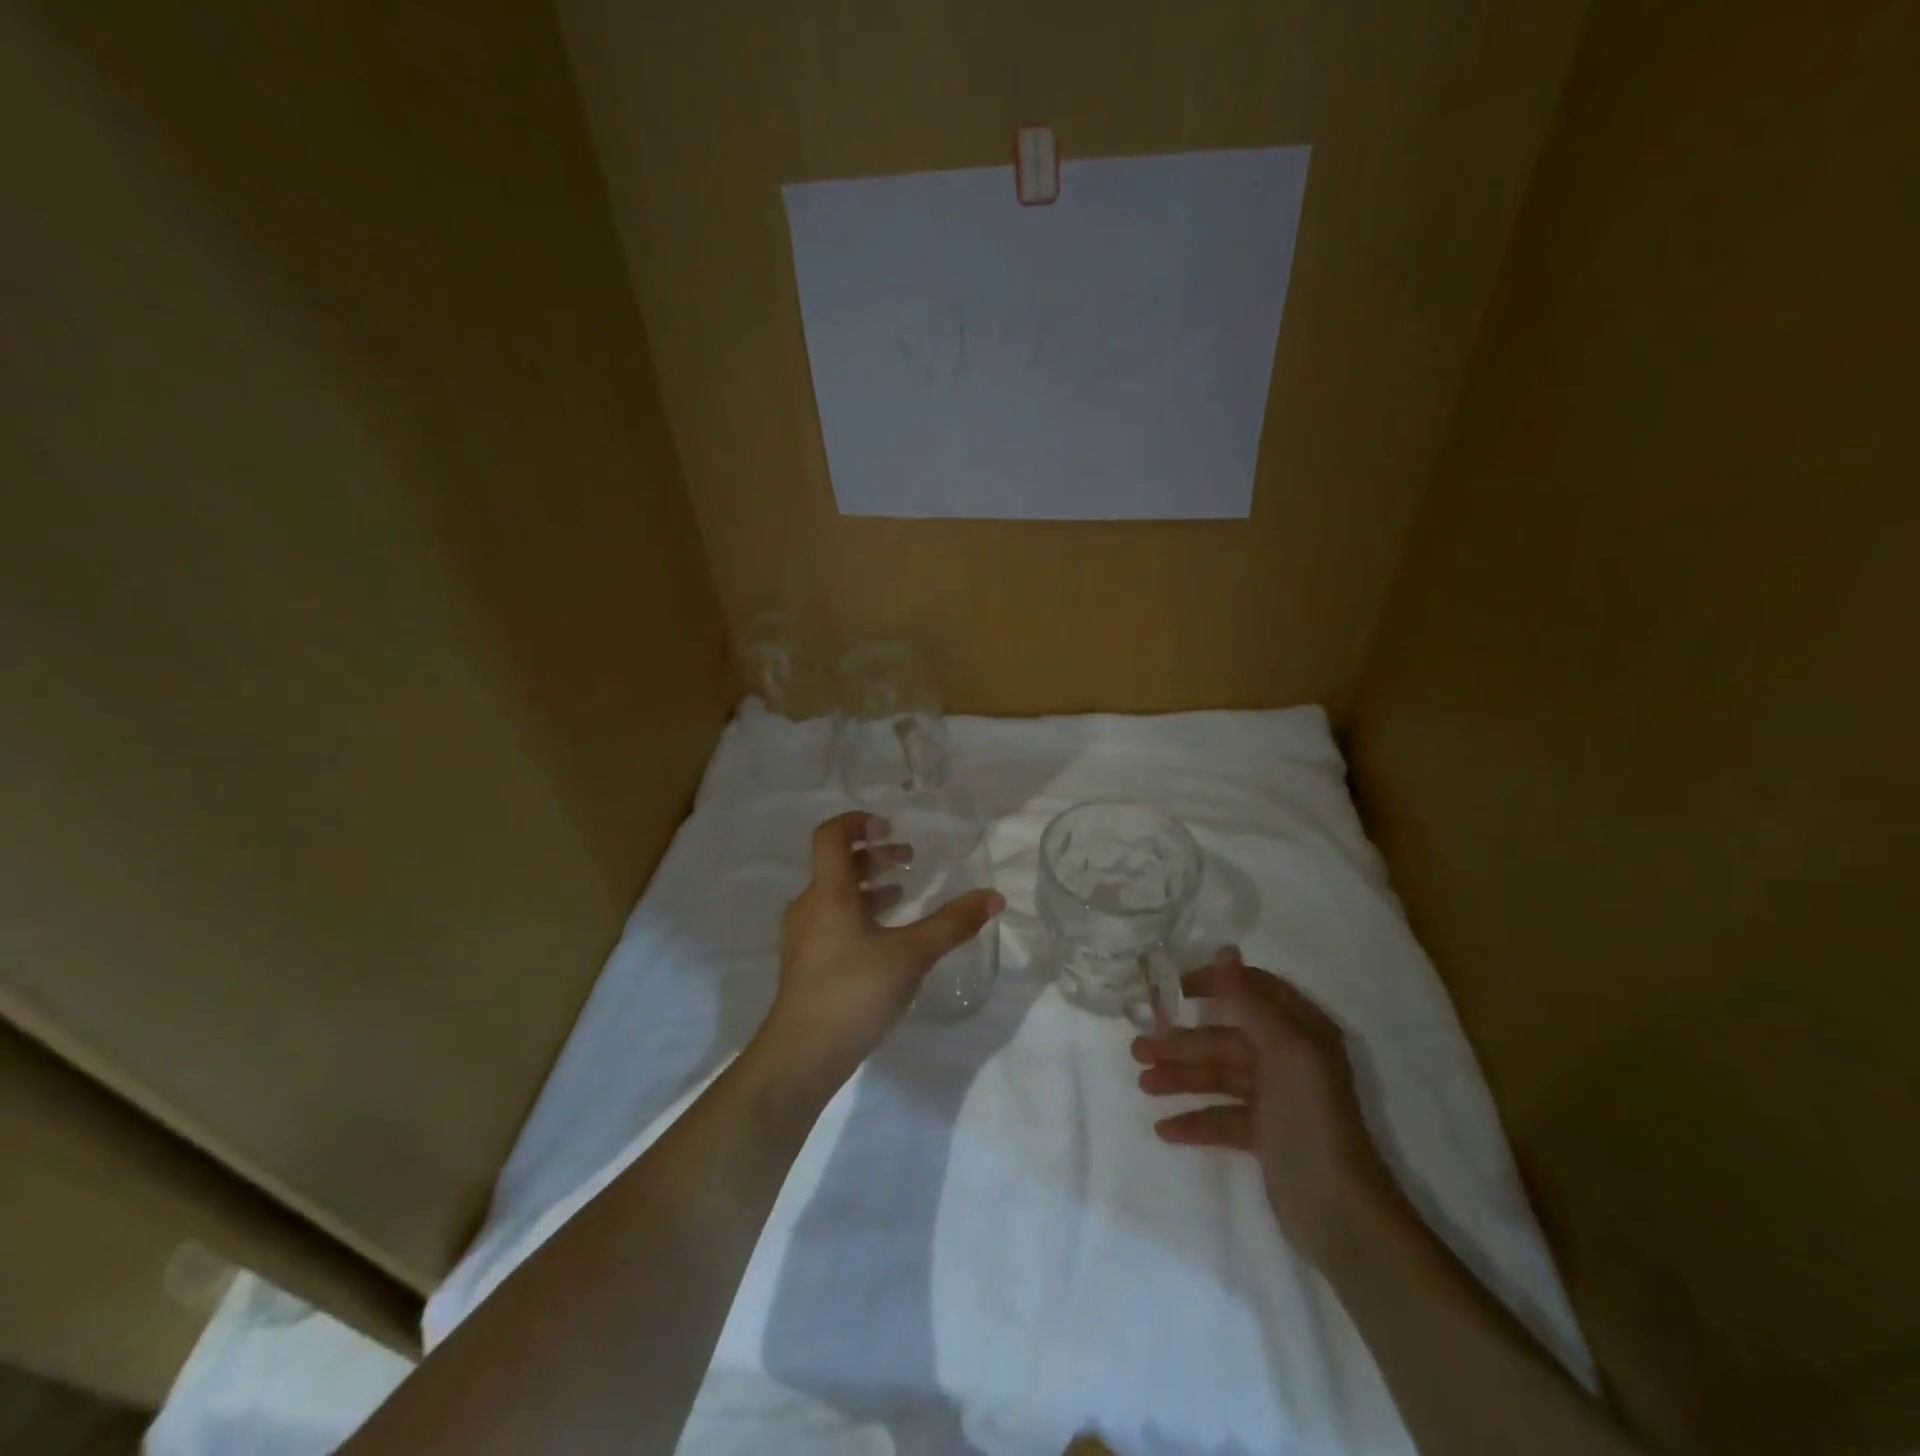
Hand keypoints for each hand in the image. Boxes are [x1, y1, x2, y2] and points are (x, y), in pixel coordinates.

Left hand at [756, 811, 1003, 1102]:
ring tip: (904, 893)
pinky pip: (833, 919)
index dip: (859, 822)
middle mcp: (810, 906)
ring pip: (835, 893)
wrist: (801, 1057)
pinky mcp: (806, 962)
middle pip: (837, 863)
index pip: (831, 835)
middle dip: (874, 855)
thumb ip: (952, 924)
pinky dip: (860, 912)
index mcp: (828, 893)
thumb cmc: (853, 993)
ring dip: (868, 885)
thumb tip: (993, 896)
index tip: (891, 829)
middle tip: (909, 859)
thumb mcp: (911, 956)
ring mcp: (803, 936)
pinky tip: (886, 937)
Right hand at [1132, 948, 1397, 1264]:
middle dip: (1183, 1042)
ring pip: (1220, 1077)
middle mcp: (1290, 1058)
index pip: (1252, 991)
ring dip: (1181, 1079)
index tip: (1172, 988)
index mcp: (1301, 1032)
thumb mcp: (1284, 1051)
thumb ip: (1249, 1000)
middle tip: (1138, 1048)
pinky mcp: (1267, 1136)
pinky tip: (1164, 1128)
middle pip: (1226, 1038)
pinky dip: (1195, 1120)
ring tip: (1142, 1085)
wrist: (1340, 1213)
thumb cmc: (1310, 1119)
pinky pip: (1223, 1117)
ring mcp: (1278, 1099)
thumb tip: (1224, 949)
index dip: (1213, 984)